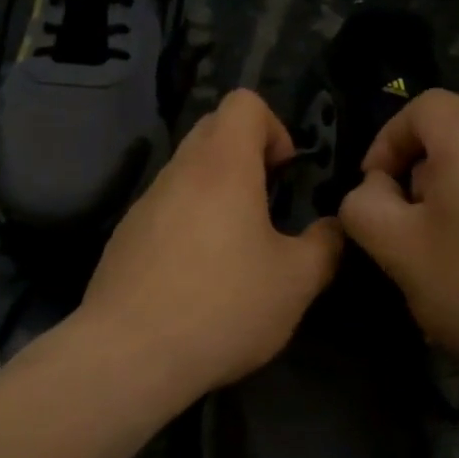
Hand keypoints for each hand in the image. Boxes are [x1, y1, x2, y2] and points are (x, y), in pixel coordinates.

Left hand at [77, 90, 342, 400]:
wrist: (129, 354)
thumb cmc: (223, 306)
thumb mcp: (296, 282)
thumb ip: (325, 246)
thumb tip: (334, 228)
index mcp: (222, 165)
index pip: (244, 103)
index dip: (274, 127)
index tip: (285, 174)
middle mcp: (178, 172)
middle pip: (212, 130)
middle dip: (247, 155)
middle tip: (267, 205)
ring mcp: (143, 204)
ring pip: (186, 172)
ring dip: (216, 192)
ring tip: (236, 247)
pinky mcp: (124, 238)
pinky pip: (164, 209)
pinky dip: (188, 222)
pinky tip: (197, 276)